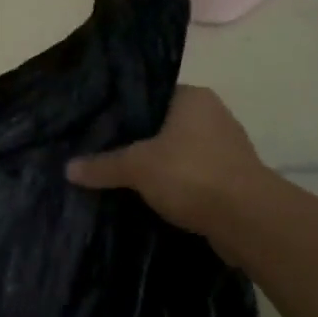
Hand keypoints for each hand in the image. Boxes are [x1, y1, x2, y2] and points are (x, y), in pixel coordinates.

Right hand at [67, 85, 270, 242]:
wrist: (250, 221)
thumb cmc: (192, 174)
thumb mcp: (137, 167)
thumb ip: (103, 165)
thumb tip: (67, 168)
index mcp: (193, 97)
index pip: (152, 95)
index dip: (126, 110)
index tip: (102, 125)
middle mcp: (214, 115)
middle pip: (166, 125)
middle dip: (141, 141)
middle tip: (107, 152)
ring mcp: (228, 149)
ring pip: (182, 153)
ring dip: (161, 167)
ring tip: (126, 178)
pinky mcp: (235, 181)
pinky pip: (196, 177)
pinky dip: (179, 187)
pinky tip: (155, 199)